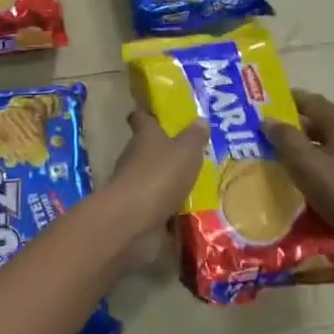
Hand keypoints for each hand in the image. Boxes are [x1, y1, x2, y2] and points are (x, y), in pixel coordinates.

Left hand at [107, 110, 207, 263]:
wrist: (133, 219)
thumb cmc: (160, 175)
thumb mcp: (186, 151)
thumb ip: (194, 137)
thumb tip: (200, 120)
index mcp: (145, 136)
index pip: (140, 117)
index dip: (147, 114)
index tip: (156, 113)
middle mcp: (134, 157)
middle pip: (146, 148)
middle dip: (163, 150)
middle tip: (188, 152)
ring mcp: (133, 184)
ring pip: (151, 176)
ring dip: (166, 180)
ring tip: (192, 183)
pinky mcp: (136, 209)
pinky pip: (155, 204)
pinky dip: (167, 205)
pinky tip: (186, 210)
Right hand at [264, 91, 333, 245]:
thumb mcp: (307, 165)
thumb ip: (286, 139)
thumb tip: (267, 120)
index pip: (311, 101)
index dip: (287, 100)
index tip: (262, 104)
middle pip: (318, 122)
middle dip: (291, 125)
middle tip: (263, 132)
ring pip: (325, 144)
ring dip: (301, 146)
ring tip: (275, 155)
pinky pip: (332, 162)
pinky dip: (314, 163)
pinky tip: (299, 177)